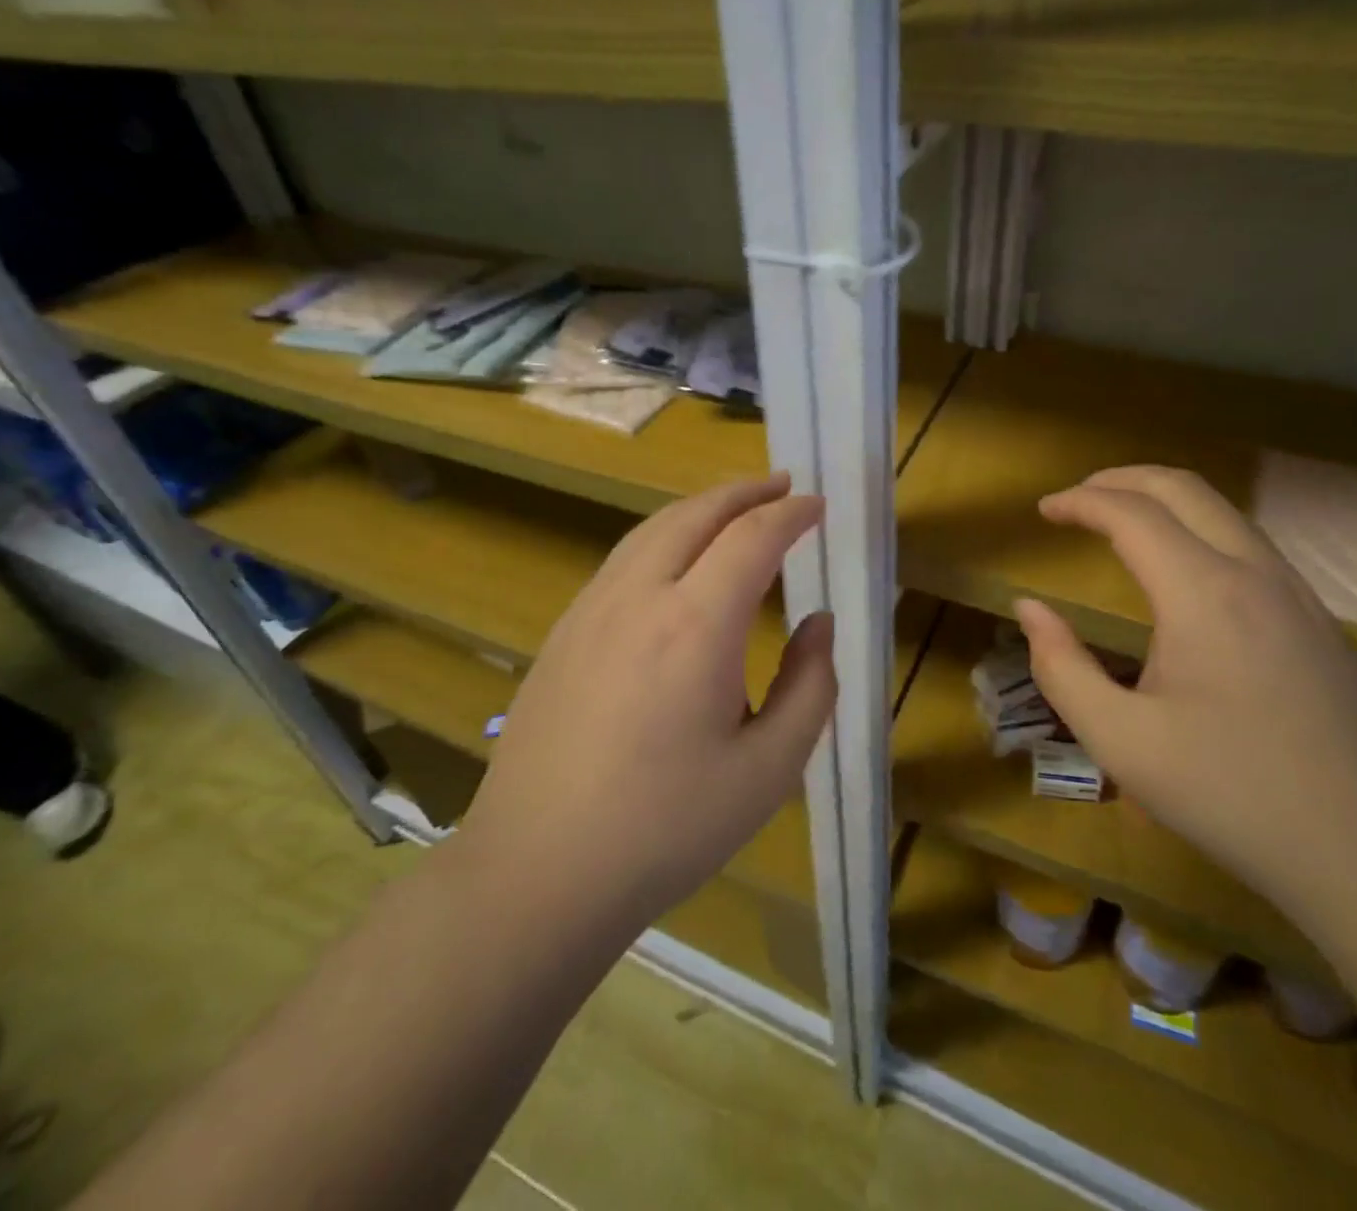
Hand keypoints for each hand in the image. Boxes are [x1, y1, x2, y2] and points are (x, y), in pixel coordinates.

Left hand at [457, 474, 835, 922]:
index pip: (752, 538)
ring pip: (652, 529)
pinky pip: (623, 559)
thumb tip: (818, 623)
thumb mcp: (769, 769)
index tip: (818, 506)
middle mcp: (639, 598)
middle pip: (695, 515)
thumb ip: (810, 687)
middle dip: (745, 492)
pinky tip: (675, 560)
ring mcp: (591, 610)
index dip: (790, 514)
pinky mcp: (563, 632)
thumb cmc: (667, 827)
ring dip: (700, 508)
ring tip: (734, 509)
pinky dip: (663, 536)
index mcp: (695, 626)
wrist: (538, 870)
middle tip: (782, 485)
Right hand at [1015, 466, 1356, 929]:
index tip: (1043, 509)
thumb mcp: (1121, 741)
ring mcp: (1298, 594)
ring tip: (1120, 522)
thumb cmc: (1234, 796)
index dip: (1080, 501)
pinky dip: (1198, 529)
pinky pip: (1249, 544)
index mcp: (1203, 593)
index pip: (1132, 514)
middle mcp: (1255, 573)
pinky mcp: (1320, 622)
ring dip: (1164, 501)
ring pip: (1224, 511)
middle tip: (1077, 498)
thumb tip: (1030, 609)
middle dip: (1121, 480)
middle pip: (1184, 488)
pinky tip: (1181, 571)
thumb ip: (1061, 667)